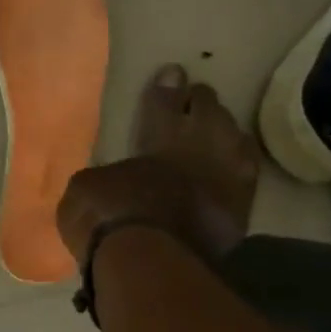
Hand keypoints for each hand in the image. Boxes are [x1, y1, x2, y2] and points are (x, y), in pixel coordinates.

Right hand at [58, 66, 259, 268]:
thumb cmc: (108, 217)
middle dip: (200, 101)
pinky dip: (239, 164)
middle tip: (197, 95)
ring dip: (225, 129)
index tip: (173, 70)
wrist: (150, 261)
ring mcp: (226, 178)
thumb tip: (108, 179)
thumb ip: (103, 174)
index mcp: (159, 135)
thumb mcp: (84, 187)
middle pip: (208, 112)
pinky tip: (236, 162)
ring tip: (220, 125)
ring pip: (235, 139)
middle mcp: (199, 147)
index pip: (164, 101)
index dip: (166, 86)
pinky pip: (246, 175)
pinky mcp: (240, 210)